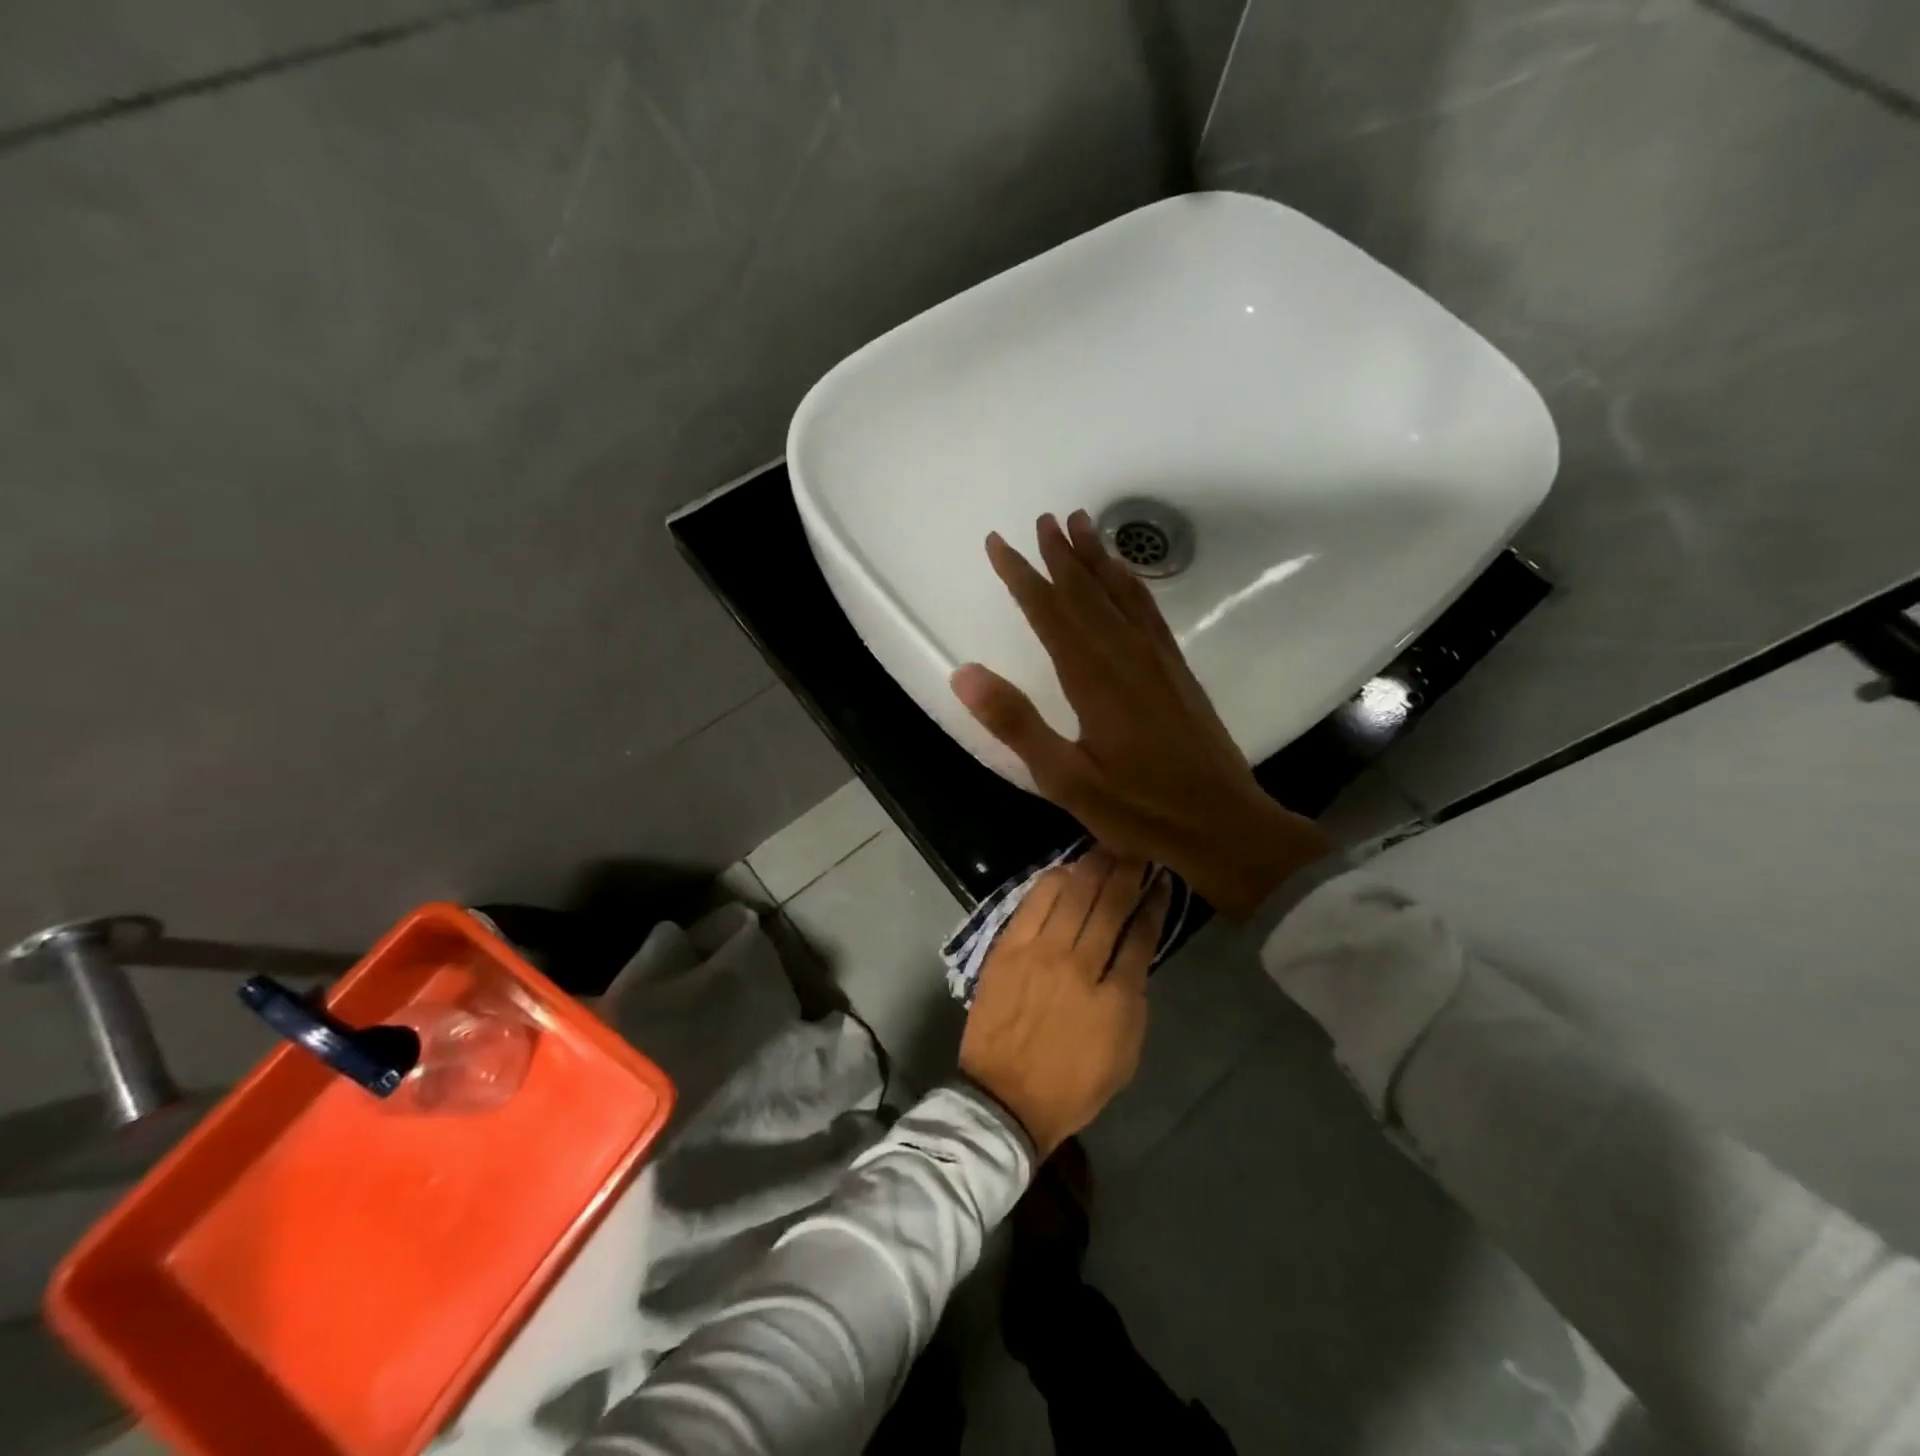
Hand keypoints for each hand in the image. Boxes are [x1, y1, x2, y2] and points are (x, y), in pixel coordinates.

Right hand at [951, 511, 1330, 916]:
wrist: (1224, 825)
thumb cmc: (1140, 810)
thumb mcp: (1066, 780)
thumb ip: (1017, 724)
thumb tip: (964, 672)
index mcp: (1093, 678)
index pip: (1050, 612)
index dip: (1022, 576)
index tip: (999, 543)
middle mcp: (1126, 655)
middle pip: (1087, 592)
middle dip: (1060, 554)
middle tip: (1042, 518)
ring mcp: (1157, 660)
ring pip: (1121, 594)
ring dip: (1097, 558)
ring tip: (1082, 524)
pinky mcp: (1177, 671)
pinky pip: (1150, 612)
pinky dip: (1132, 584)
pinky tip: (1127, 576)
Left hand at [959, 851, 1170, 1157]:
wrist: (1004, 1099)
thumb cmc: (1072, 1085)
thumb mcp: (1124, 1054)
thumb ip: (1132, 998)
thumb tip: (1134, 954)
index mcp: (1115, 998)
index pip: (1141, 935)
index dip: (1154, 903)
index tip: (1161, 881)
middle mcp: (1080, 965)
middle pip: (1108, 905)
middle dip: (1126, 872)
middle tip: (1136, 851)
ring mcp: (1039, 953)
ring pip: (1072, 895)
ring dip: (1092, 868)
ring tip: (1106, 850)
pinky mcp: (1007, 949)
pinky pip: (1033, 903)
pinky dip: (1052, 881)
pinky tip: (1066, 869)